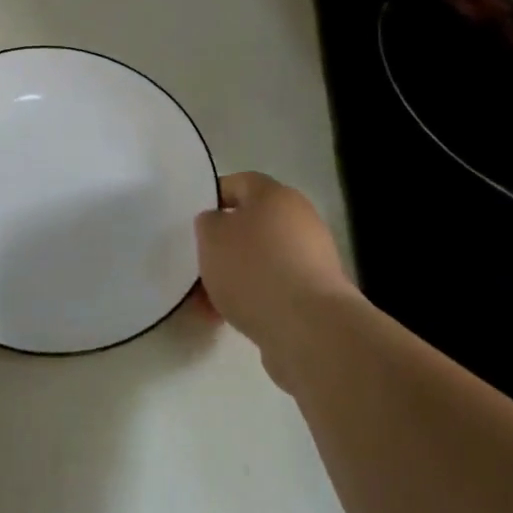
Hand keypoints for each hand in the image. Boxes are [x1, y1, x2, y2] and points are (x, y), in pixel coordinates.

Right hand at [195, 172, 358, 390]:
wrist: (310, 329)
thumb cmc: (254, 269)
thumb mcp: (211, 237)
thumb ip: (208, 223)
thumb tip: (219, 225)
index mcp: (275, 194)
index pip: (239, 183)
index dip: (214, 199)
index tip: (195, 223)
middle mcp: (299, 219)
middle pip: (252, 225)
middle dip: (224, 246)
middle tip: (200, 265)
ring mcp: (313, 259)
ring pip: (262, 260)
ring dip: (236, 277)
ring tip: (209, 303)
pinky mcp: (317, 296)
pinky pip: (276, 289)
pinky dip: (254, 298)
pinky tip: (232, 319)